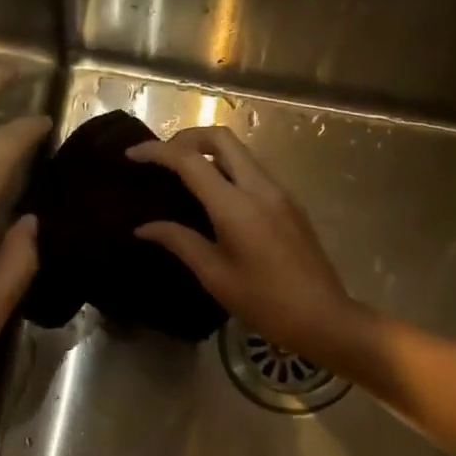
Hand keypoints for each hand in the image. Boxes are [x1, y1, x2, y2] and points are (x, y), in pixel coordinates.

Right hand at [127, 126, 367, 365]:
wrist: (323, 317)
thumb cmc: (264, 303)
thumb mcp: (215, 275)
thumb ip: (179, 242)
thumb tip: (143, 227)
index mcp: (236, 206)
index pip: (190, 161)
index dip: (157, 152)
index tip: (132, 154)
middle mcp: (260, 187)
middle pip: (221, 138)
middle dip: (186, 138)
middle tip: (161, 158)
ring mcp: (279, 192)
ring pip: (239, 152)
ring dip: (208, 152)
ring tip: (181, 175)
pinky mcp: (289, 202)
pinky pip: (252, 170)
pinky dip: (226, 169)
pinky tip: (212, 195)